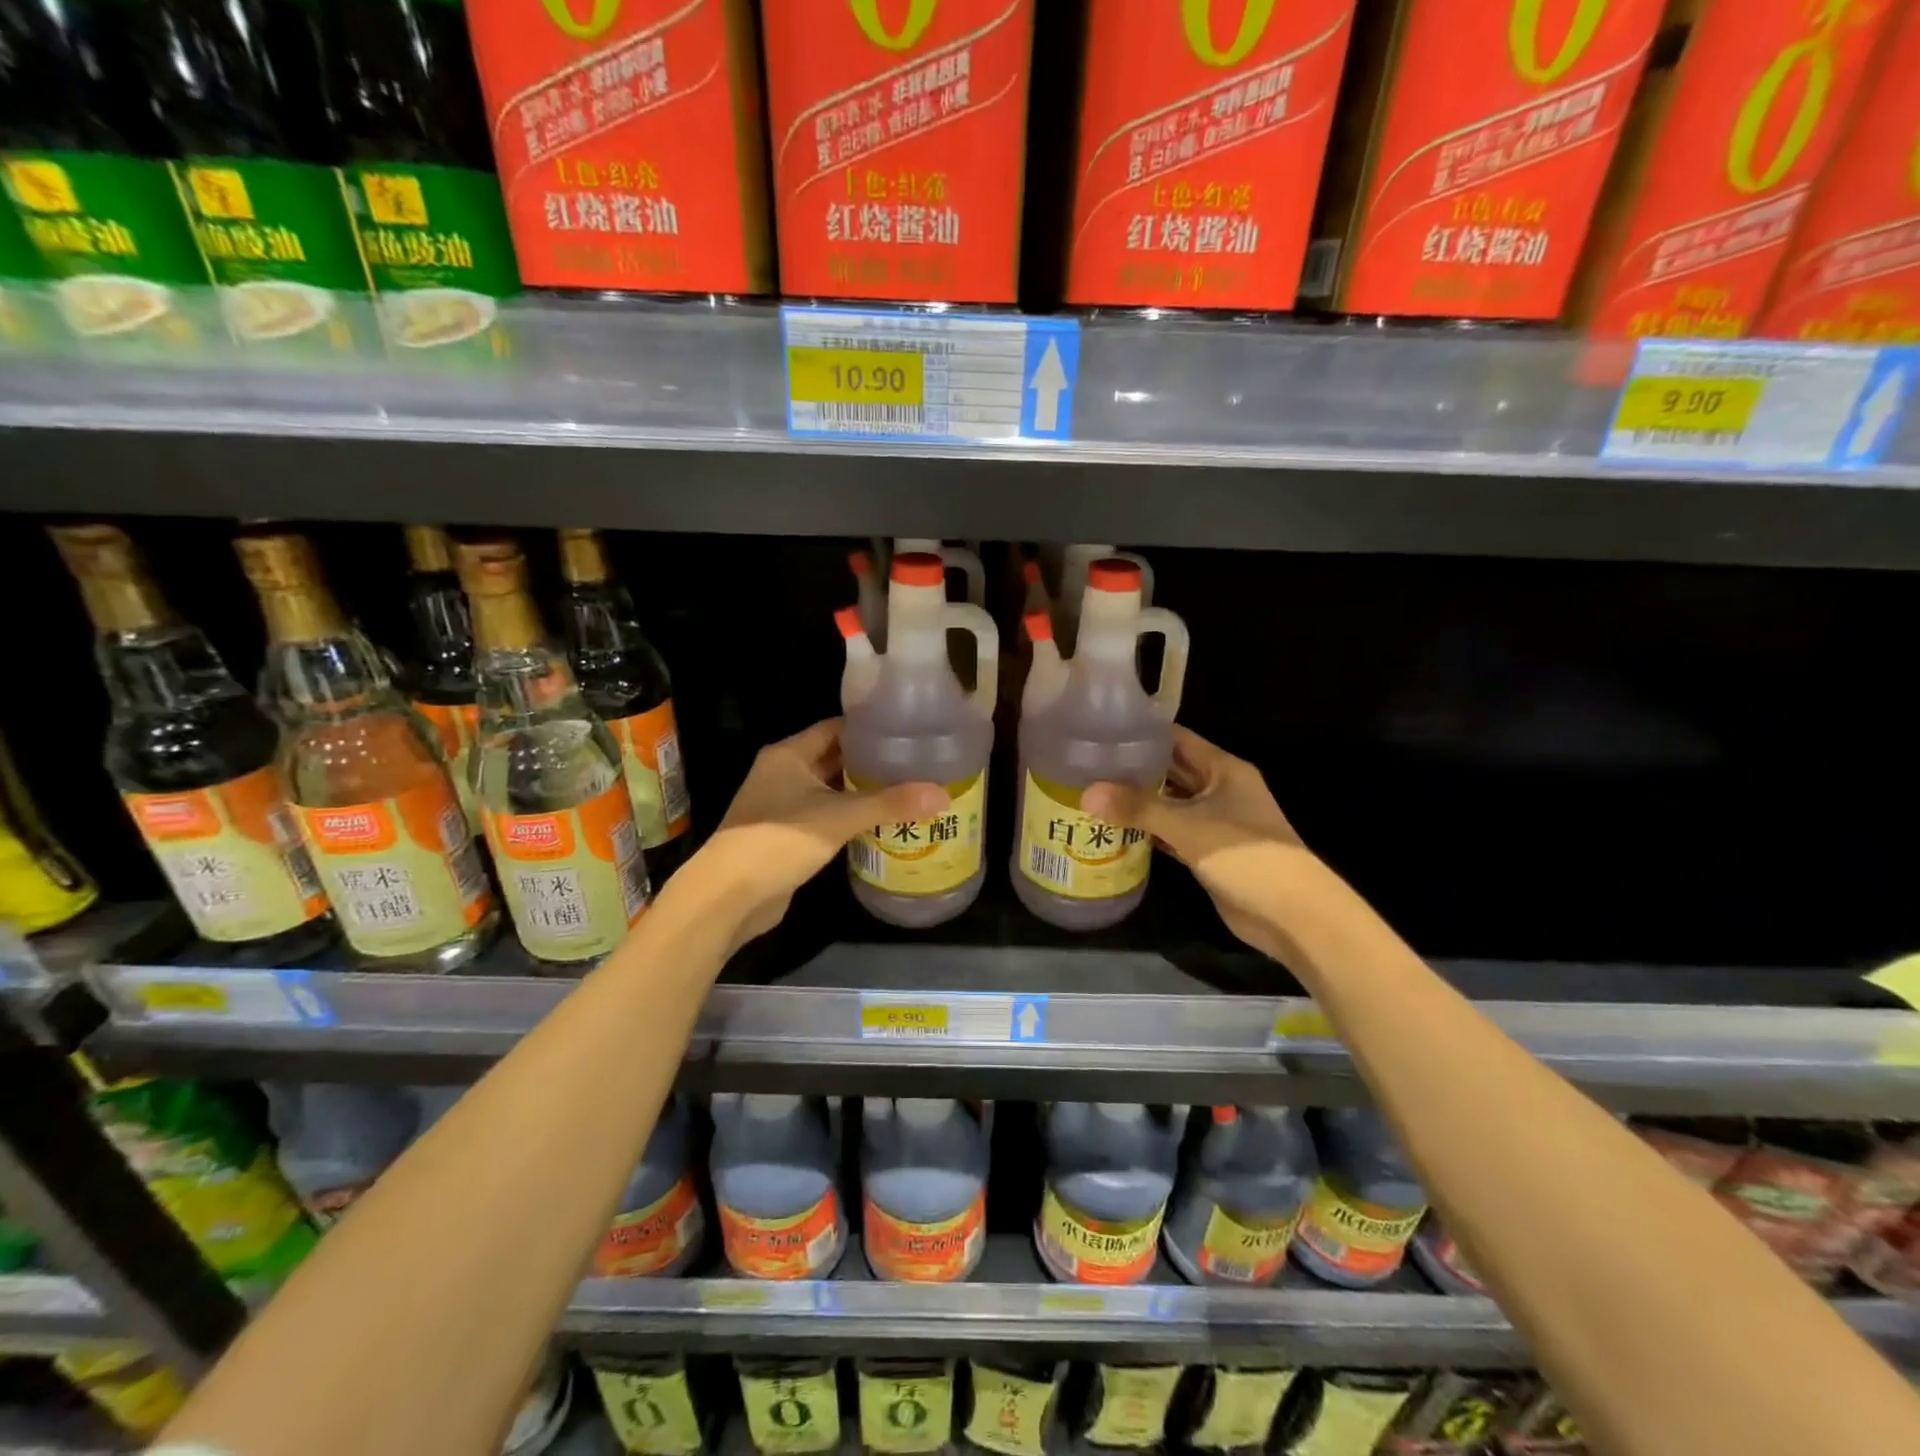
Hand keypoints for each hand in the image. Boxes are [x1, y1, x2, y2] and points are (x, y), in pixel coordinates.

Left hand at [700, 719, 946, 947]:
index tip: (908, 731)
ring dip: (863, 792)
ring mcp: (783, 805)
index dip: (870, 729)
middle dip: (872, 763)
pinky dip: (851, 818)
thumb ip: (889, 804)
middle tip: (917, 763)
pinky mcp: (787, 835)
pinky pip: (826, 817)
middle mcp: (784, 772)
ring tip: (909, 790)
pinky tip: (882, 823)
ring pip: (832, 790)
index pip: (836, 729)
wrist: (730, 896)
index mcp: (789, 754)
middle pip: (835, 759)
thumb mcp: (839, 817)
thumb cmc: (779, 840)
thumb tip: (942, 795)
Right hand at [1083, 728, 1305, 961]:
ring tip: (1091, 793)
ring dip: (1138, 802)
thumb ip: (1138, 808)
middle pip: (1170, 771)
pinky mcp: (1207, 852)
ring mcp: (1213, 822)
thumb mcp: (1188, 826)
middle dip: (1133, 769)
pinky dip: (1147, 831)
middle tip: (1086, 765)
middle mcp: (1219, 789)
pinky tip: (1113, 830)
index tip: (1101, 731)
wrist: (1290, 915)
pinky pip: (1170, 833)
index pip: (1176, 739)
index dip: (1141, 734)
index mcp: (1223, 769)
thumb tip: (1087, 793)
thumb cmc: (1246, 856)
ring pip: (1169, 803)